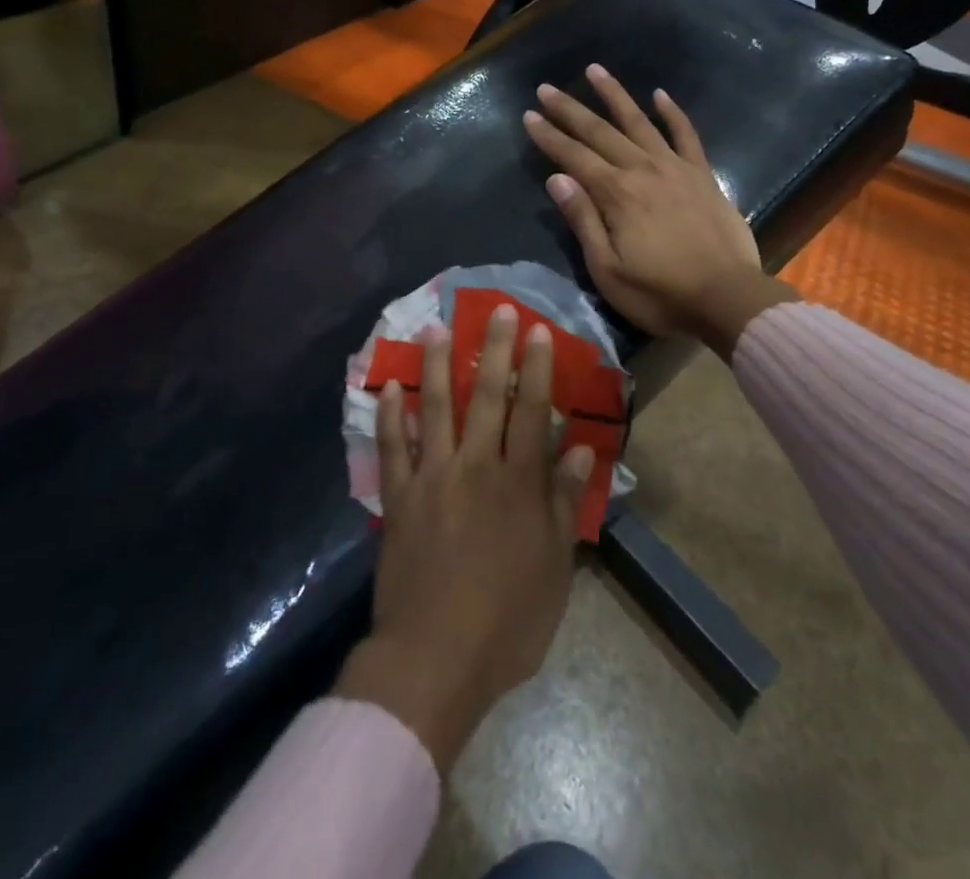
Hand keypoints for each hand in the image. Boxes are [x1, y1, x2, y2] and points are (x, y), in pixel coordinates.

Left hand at [335, 305, 592, 771]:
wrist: (435, 660)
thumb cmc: (508, 620)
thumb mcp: (554, 566)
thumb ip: (563, 500)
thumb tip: (580, 447)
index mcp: (518, 483)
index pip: (532, 411)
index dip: (537, 368)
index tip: (538, 331)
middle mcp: (476, 467)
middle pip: (487, 396)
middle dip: (494, 349)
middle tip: (497, 310)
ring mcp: (432, 478)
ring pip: (435, 407)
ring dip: (437, 364)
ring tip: (437, 327)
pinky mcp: (398, 497)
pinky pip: (392, 446)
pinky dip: (389, 414)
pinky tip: (389, 384)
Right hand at [522, 64, 794, 357]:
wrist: (728, 298)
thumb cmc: (661, 293)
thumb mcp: (608, 269)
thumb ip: (583, 221)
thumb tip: (557, 178)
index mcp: (617, 194)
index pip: (574, 157)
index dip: (549, 136)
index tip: (529, 115)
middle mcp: (643, 169)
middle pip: (600, 132)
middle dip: (570, 110)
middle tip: (546, 89)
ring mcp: (676, 168)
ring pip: (639, 122)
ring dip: (615, 95)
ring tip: (594, 70)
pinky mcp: (702, 175)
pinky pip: (686, 135)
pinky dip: (672, 113)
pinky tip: (660, 94)